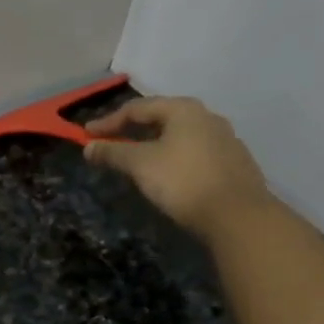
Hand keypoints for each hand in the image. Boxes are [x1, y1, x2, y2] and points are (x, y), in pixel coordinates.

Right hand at [83, 96, 270, 243]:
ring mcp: (225, 139)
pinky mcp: (233, 163)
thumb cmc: (182, 181)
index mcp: (183, 109)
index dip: (109, 122)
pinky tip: (168, 174)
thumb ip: (113, 153)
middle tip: (112, 144)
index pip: (138, 108)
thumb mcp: (141, 165)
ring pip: (180, 136)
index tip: (87, 135)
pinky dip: (174, 158)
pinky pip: (194, 153)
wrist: (236, 215)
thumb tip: (88, 147)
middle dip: (133, 130)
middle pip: (161, 118)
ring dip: (154, 144)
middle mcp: (207, 117)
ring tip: (138, 160)